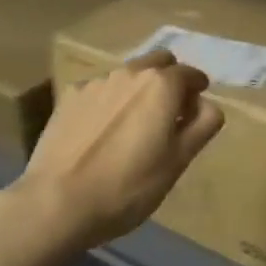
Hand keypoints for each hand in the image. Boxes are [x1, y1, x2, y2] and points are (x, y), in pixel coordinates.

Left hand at [7, 50, 224, 254]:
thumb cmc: (128, 187)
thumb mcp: (178, 162)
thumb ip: (202, 126)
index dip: (198, 90)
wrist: (57, 202)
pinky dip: (109, 103)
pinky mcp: (70, 96)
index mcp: (161, 85)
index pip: (190, 74)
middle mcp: (130, 73)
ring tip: (132, 126)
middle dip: (169, 79)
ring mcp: (96, 82)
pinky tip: (101, 133)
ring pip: (128, 75)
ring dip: (138, 90)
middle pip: (159, 62)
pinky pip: (101, 90)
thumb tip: (208, 105)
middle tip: (168, 113)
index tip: (196, 110)